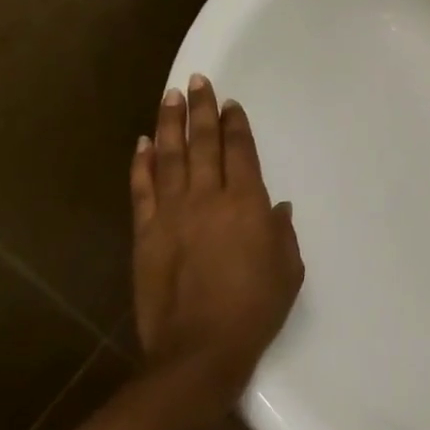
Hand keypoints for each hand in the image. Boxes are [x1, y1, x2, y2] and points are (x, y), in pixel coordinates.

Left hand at [130, 75, 304, 396]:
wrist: (200, 348)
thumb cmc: (255, 308)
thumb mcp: (287, 270)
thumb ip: (282, 232)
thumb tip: (275, 207)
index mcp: (246, 204)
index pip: (240, 151)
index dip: (235, 125)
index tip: (230, 103)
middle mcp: (208, 198)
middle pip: (203, 143)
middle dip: (202, 109)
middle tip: (198, 81)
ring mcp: (172, 213)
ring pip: (170, 157)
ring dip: (170, 123)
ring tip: (170, 96)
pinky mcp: (146, 233)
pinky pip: (142, 189)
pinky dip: (142, 163)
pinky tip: (143, 142)